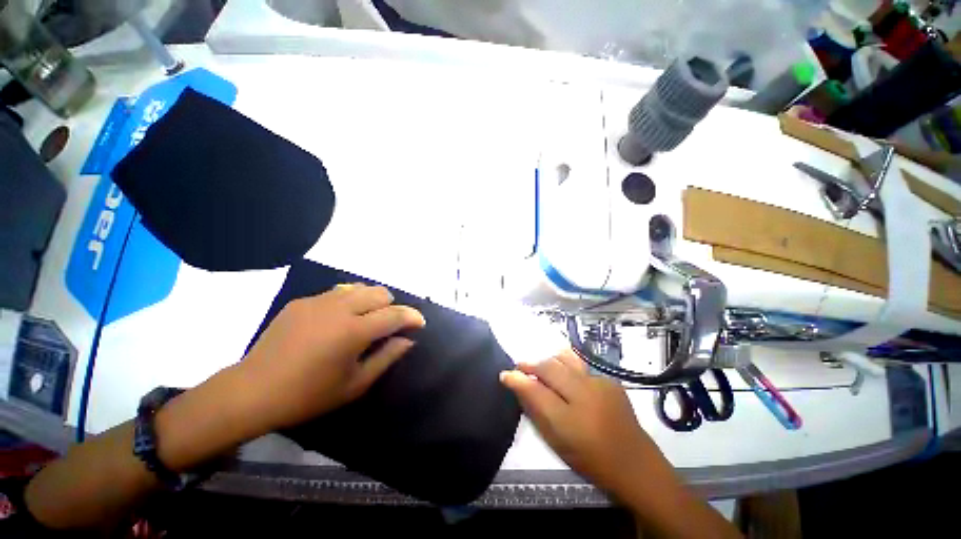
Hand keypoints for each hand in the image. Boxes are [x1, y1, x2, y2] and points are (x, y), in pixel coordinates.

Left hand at [239, 283, 425, 431]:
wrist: (252, 391)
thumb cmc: (308, 395)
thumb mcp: (355, 384)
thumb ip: (387, 357)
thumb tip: (407, 339)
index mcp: (354, 331)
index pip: (395, 314)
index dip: (412, 317)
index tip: (420, 324)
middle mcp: (339, 308)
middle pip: (380, 293)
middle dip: (392, 307)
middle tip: (388, 326)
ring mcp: (318, 301)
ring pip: (360, 287)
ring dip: (371, 301)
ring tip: (365, 320)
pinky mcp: (302, 301)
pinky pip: (337, 293)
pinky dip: (348, 302)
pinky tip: (337, 321)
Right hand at [500, 349, 659, 497]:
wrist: (634, 462)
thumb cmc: (590, 459)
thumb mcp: (556, 441)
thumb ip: (536, 411)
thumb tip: (518, 386)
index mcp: (569, 420)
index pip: (535, 390)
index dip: (517, 378)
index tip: (505, 374)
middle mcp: (584, 395)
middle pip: (549, 367)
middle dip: (531, 364)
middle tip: (521, 367)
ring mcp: (599, 383)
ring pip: (565, 358)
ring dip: (549, 361)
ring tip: (543, 368)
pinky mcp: (609, 379)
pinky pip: (581, 365)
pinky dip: (567, 367)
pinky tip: (568, 378)